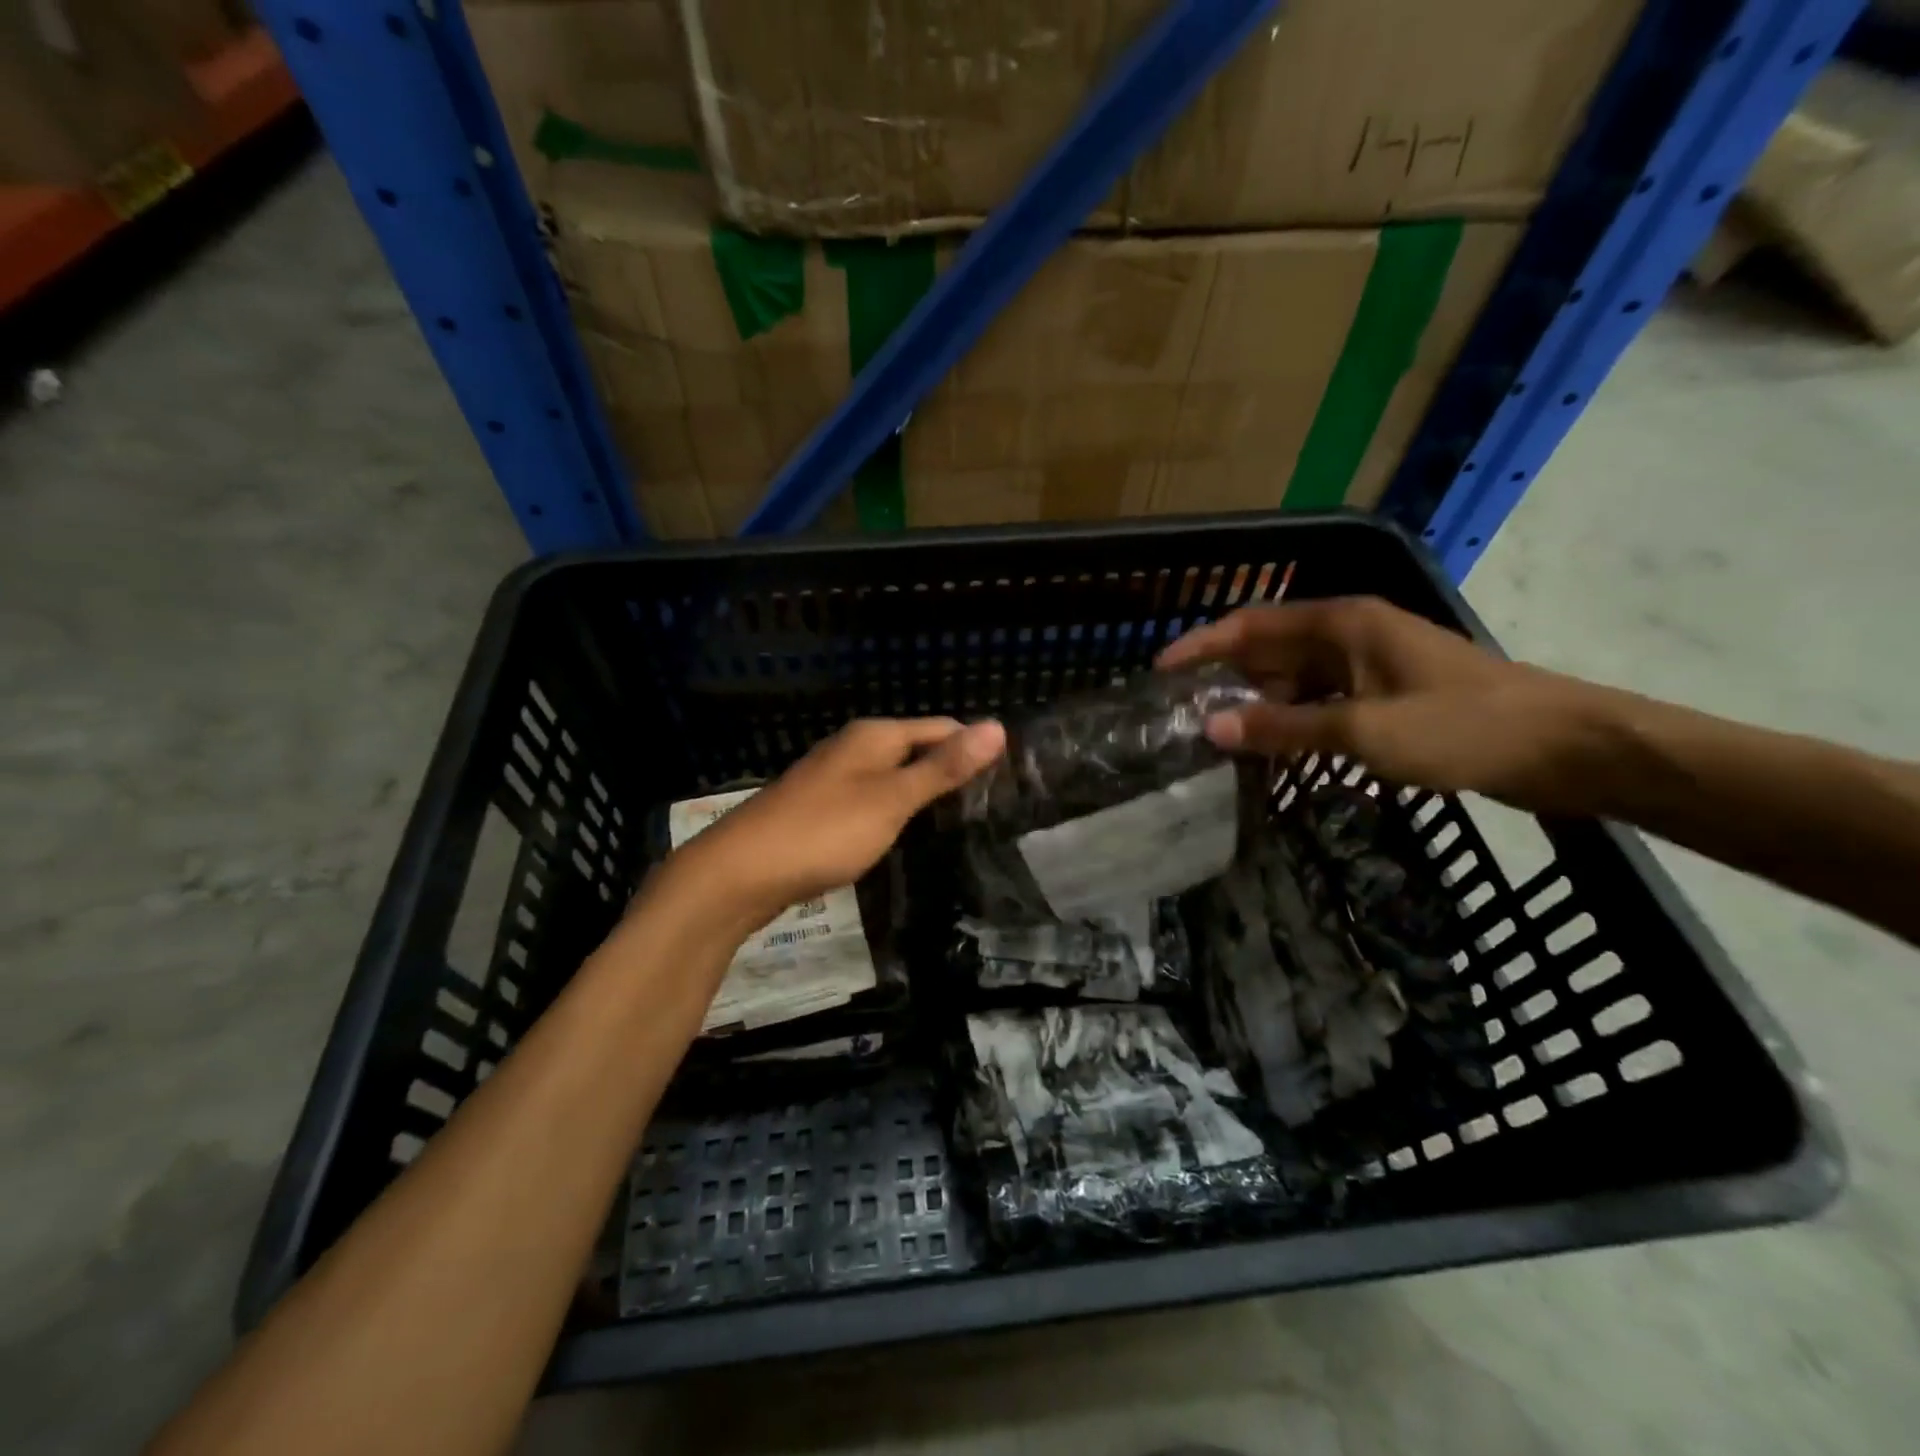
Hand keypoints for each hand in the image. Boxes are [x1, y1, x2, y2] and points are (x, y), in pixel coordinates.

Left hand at [666, 717, 1005, 930]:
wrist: (741, 871)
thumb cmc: (825, 830)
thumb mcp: (893, 799)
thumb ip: (943, 767)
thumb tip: (997, 726)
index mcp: (875, 735)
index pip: (942, 727)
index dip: (974, 748)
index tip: (1007, 779)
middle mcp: (854, 746)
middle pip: (917, 747)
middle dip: (950, 770)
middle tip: (989, 805)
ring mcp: (833, 775)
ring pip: (893, 773)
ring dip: (923, 791)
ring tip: (957, 820)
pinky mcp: (820, 806)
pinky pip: (871, 796)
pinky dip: (894, 809)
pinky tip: (902, 832)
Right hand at [1158, 597, 1607, 813]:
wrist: (1566, 747)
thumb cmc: (1463, 727)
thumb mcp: (1365, 731)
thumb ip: (1284, 728)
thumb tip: (1211, 729)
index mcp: (1344, 624)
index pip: (1252, 624)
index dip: (1202, 645)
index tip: (1161, 671)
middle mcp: (1352, 635)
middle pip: (1270, 650)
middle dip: (1226, 679)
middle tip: (1184, 717)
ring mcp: (1373, 665)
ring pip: (1296, 679)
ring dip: (1260, 705)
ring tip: (1220, 739)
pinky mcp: (1389, 695)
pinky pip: (1323, 702)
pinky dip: (1295, 721)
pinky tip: (1276, 750)